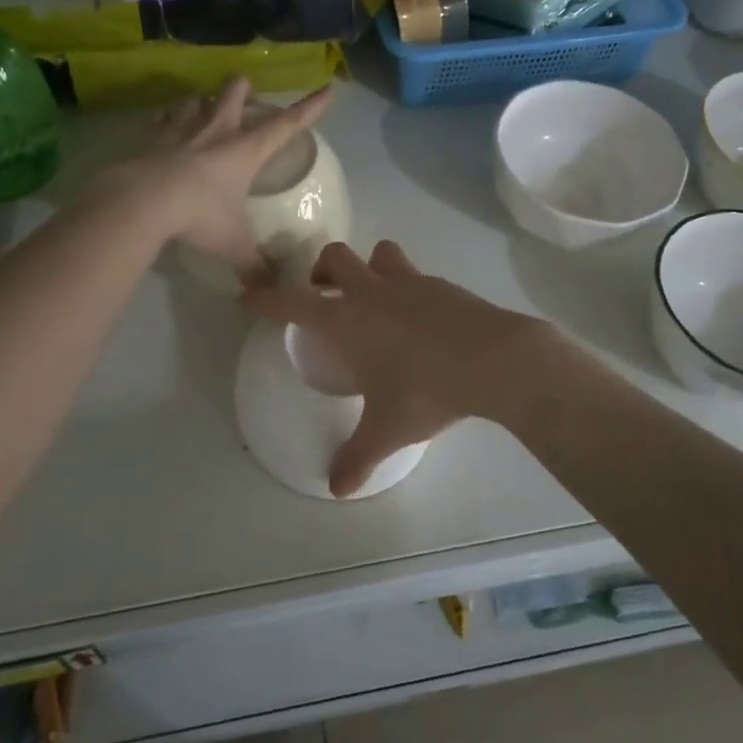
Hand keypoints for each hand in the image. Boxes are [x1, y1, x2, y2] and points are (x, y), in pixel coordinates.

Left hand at [92, 78, 331, 283]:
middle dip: (244, 89)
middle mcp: (217, 130)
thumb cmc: (199, 215)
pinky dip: (167, 120)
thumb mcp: (232, 244)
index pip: (287, 124)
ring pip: (196, 97)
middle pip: (235, 90)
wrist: (144, 201)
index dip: (309, 108)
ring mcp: (182, 129)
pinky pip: (162, 118)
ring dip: (203, 101)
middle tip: (246, 100)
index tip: (327, 90)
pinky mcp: (152, 136)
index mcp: (246, 150)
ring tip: (204, 112)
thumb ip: (252, 265)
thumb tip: (268, 291)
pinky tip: (167, 129)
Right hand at [244, 240, 560, 496]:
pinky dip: (405, 285)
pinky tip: (417, 315)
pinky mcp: (440, 283)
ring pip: (377, 254)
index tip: (247, 297)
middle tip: (324, 298)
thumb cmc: (428, 390)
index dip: (264, 298)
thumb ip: (357, 458)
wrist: (495, 359)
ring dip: (367, 268)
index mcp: (344, 320)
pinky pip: (412, 272)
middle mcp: (370, 291)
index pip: (290, 301)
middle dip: (320, 272)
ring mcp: (408, 281)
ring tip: (372, 298)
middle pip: (332, 258)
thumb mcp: (388, 430)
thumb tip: (336, 489)